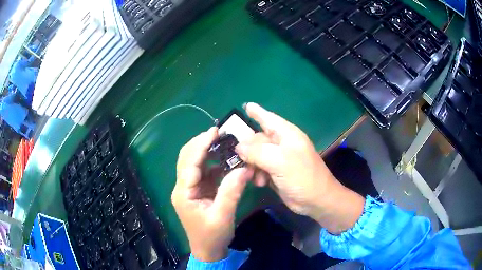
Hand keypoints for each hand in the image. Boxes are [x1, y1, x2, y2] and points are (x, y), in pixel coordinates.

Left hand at [172, 127, 253, 261]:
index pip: (189, 162)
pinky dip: (213, 164)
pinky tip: (225, 160)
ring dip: (207, 151)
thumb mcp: (223, 215)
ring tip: (222, 141)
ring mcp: (190, 189)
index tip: (215, 131)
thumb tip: (244, 167)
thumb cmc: (212, 236)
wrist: (208, 251)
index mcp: (183, 192)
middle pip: (187, 158)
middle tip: (219, 133)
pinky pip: (204, 172)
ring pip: (194, 163)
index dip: (201, 144)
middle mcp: (183, 187)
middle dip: (201, 143)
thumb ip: (232, 191)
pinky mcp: (198, 191)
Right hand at [235, 103, 364, 233]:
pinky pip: (259, 168)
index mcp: (287, 134)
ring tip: (253, 175)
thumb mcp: (279, 160)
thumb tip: (238, 146)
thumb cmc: (302, 176)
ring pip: (256, 155)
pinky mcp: (276, 172)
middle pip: (258, 138)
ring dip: (252, 164)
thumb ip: (257, 151)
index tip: (245, 106)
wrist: (315, 200)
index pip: (268, 118)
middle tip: (239, 158)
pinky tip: (259, 182)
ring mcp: (279, 159)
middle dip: (248, 148)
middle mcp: (282, 144)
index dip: (257, 111)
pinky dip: (257, 174)